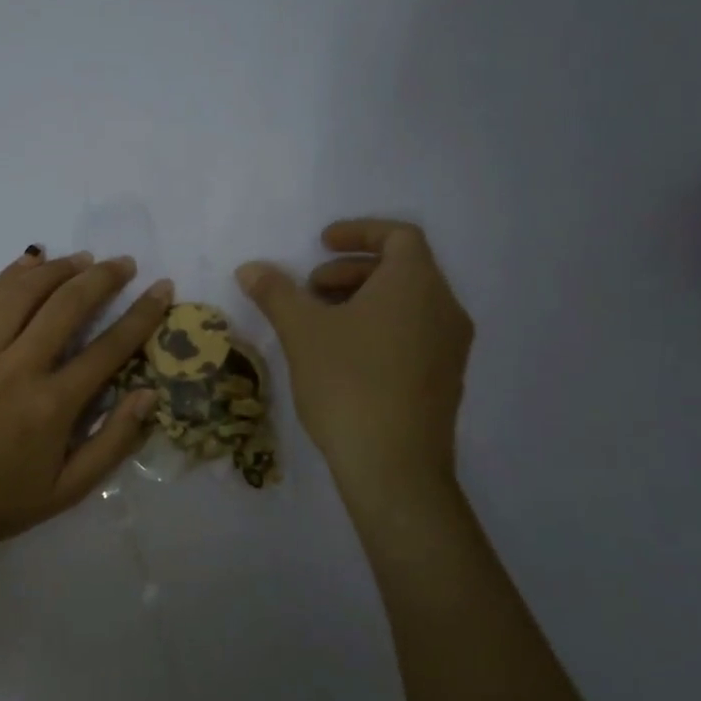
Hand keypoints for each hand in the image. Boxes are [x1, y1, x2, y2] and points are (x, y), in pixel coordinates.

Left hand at [0, 248, 171, 549]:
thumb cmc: (1, 503)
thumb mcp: (69, 490)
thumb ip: (113, 441)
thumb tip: (149, 393)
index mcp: (51, 407)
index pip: (108, 348)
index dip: (142, 314)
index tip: (162, 289)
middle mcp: (17, 369)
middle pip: (66, 305)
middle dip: (102, 278)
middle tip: (124, 263)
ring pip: (22, 292)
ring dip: (57, 269)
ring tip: (82, 259)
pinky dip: (10, 275)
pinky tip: (29, 261)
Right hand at [236, 218, 472, 491]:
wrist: (395, 468)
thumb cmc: (349, 383)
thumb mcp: (302, 331)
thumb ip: (276, 292)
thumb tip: (250, 268)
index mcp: (416, 284)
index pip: (398, 235)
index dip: (358, 232)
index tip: (321, 244)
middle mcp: (444, 308)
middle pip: (402, 268)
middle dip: (351, 270)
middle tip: (311, 290)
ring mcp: (450, 347)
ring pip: (408, 303)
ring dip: (363, 299)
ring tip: (321, 324)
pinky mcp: (445, 379)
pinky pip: (414, 332)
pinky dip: (381, 327)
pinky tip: (344, 357)